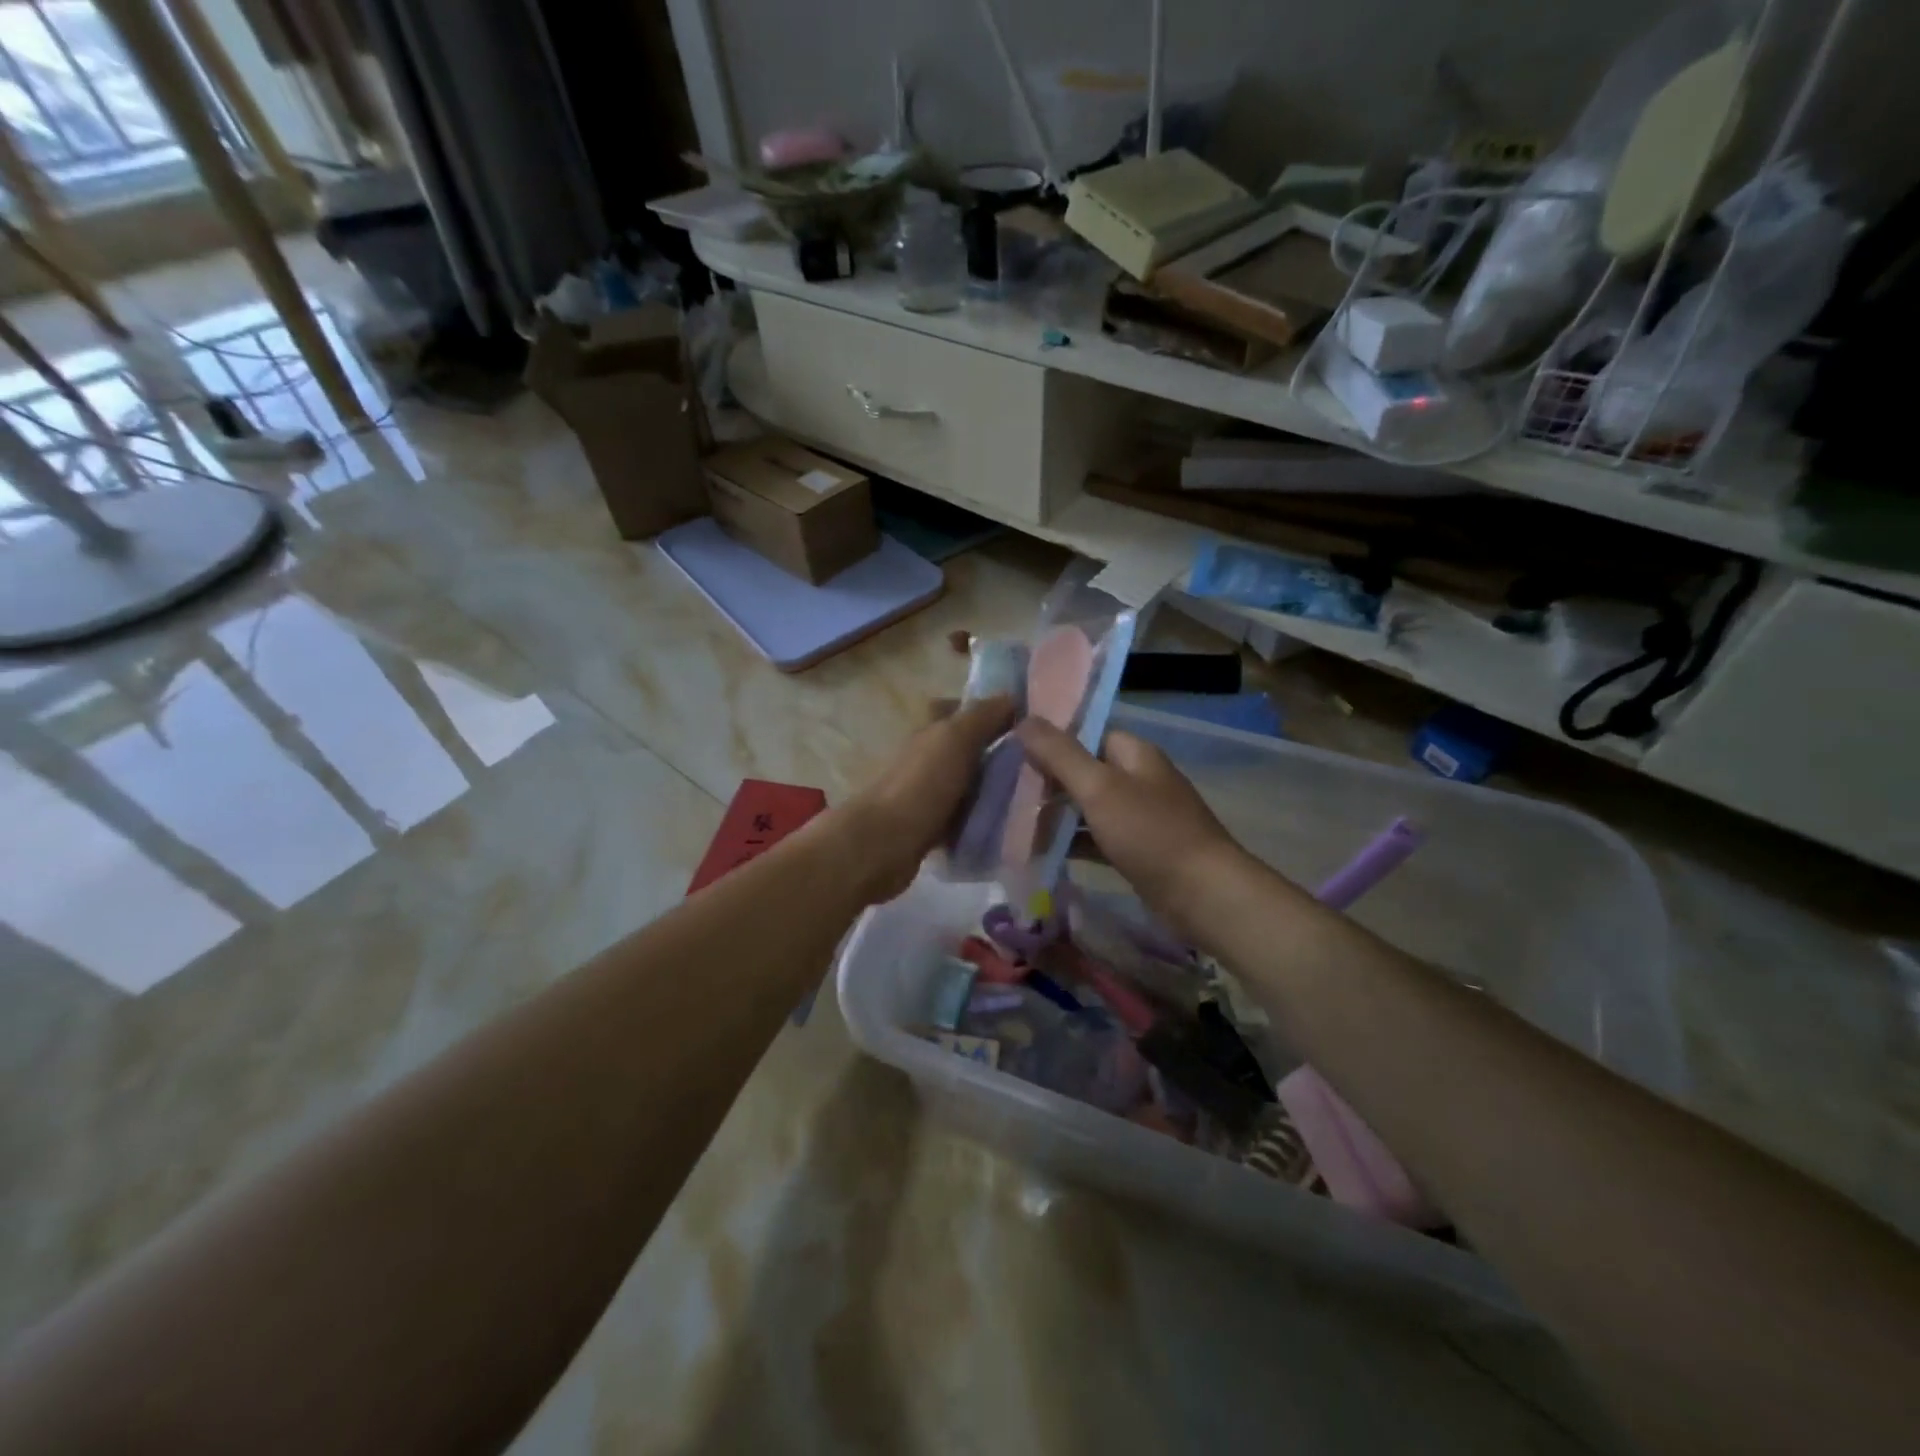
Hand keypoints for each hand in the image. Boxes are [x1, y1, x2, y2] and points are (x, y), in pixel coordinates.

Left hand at [836, 695, 1016, 902]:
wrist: (885, 844)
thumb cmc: (922, 784)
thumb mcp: (956, 738)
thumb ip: (982, 716)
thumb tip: (1011, 696)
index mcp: (929, 731)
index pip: (956, 709)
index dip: (985, 710)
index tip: (1022, 721)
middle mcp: (925, 759)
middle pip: (964, 749)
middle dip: (996, 754)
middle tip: (1038, 763)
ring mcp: (926, 795)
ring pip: (966, 785)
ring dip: (992, 790)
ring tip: (1033, 796)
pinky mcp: (929, 829)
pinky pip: (962, 819)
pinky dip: (981, 821)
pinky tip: (1008, 827)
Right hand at [1015, 716, 1244, 932]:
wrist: (1202, 895)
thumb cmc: (1150, 832)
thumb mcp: (1099, 787)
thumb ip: (1060, 754)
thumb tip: (1024, 719)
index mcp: (1135, 754)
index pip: (1088, 734)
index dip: (1053, 742)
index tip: (1015, 754)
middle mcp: (1139, 780)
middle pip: (1086, 772)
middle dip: (1050, 782)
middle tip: (1008, 792)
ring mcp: (1141, 818)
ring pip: (1089, 808)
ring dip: (1058, 815)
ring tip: (1014, 822)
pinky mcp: (1138, 851)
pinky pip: (1098, 839)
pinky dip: (1074, 843)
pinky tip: (1042, 852)